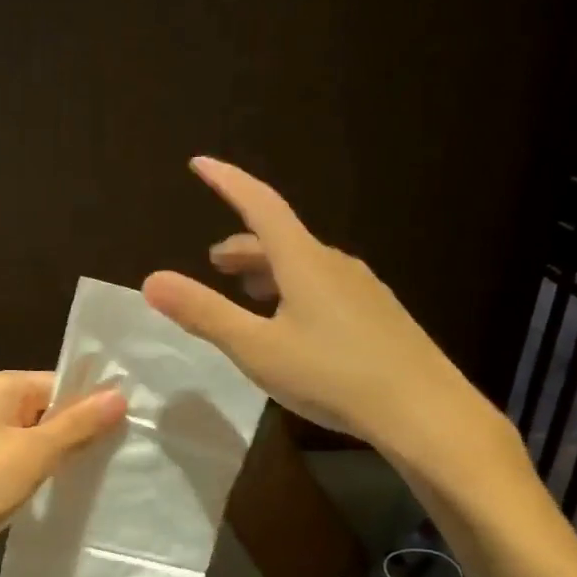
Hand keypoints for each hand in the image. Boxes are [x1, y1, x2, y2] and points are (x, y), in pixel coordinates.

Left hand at [0, 372, 125, 576]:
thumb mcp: (35, 452)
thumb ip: (78, 424)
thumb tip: (120, 394)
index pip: (59, 382)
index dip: (93, 402)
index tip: (132, 424)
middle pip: (49, 408)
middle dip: (82, 430)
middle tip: (127, 450)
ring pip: (38, 438)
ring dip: (65, 453)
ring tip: (107, 470)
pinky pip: (23, 460)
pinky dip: (45, 471)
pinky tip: (72, 487)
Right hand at [141, 157, 517, 483]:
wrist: (425, 413)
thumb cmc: (333, 375)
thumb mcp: (257, 348)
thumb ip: (204, 313)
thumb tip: (151, 280)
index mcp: (303, 261)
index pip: (260, 205)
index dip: (227, 182)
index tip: (199, 163)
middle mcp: (335, 264)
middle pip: (281, 238)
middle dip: (243, 245)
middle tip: (214, 263)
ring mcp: (362, 289)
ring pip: (304, 264)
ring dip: (268, 270)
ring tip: (248, 292)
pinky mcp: (378, 315)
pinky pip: (325, 286)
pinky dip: (294, 290)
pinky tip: (293, 324)